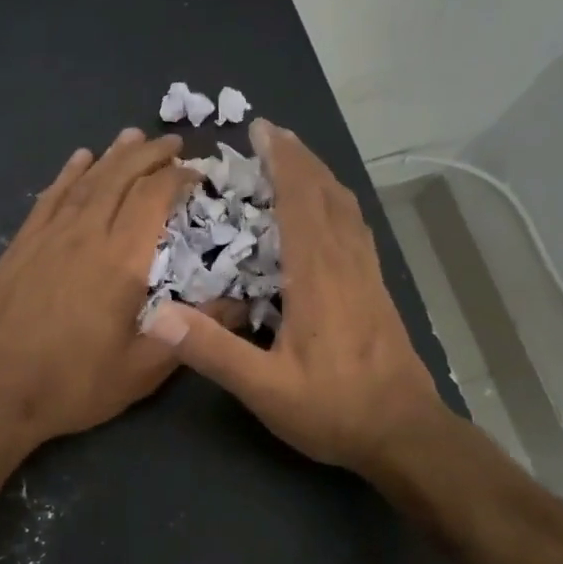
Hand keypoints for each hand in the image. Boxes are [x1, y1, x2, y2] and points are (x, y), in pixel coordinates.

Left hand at [0, 127, 214, 453]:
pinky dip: (67, 174)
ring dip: (112, 156)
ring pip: (85, 182)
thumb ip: (193, 333)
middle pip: (120, 178)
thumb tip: (244, 307)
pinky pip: (49, 198)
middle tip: (171, 142)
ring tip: (131, 136)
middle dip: (149, 155)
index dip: (178, 177)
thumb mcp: (143, 369)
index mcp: (121, 261)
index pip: (153, 198)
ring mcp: (48, 237)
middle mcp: (85, 235)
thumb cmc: (74, 384)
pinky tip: (78, 161)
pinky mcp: (20, 246)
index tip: (196, 172)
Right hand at [142, 120, 443, 480]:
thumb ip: (212, 351)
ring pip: (346, 208)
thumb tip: (157, 314)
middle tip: (271, 133)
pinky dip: (337, 203)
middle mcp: (346, 264)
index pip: (300, 202)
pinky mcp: (378, 289)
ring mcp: (368, 275)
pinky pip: (356, 228)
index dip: (281, 162)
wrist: (405, 434)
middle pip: (326, 194)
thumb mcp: (264, 389)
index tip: (261, 129)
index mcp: (317, 277)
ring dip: (320, 176)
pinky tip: (328, 212)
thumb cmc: (333, 409)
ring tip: (296, 159)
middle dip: (299, 158)